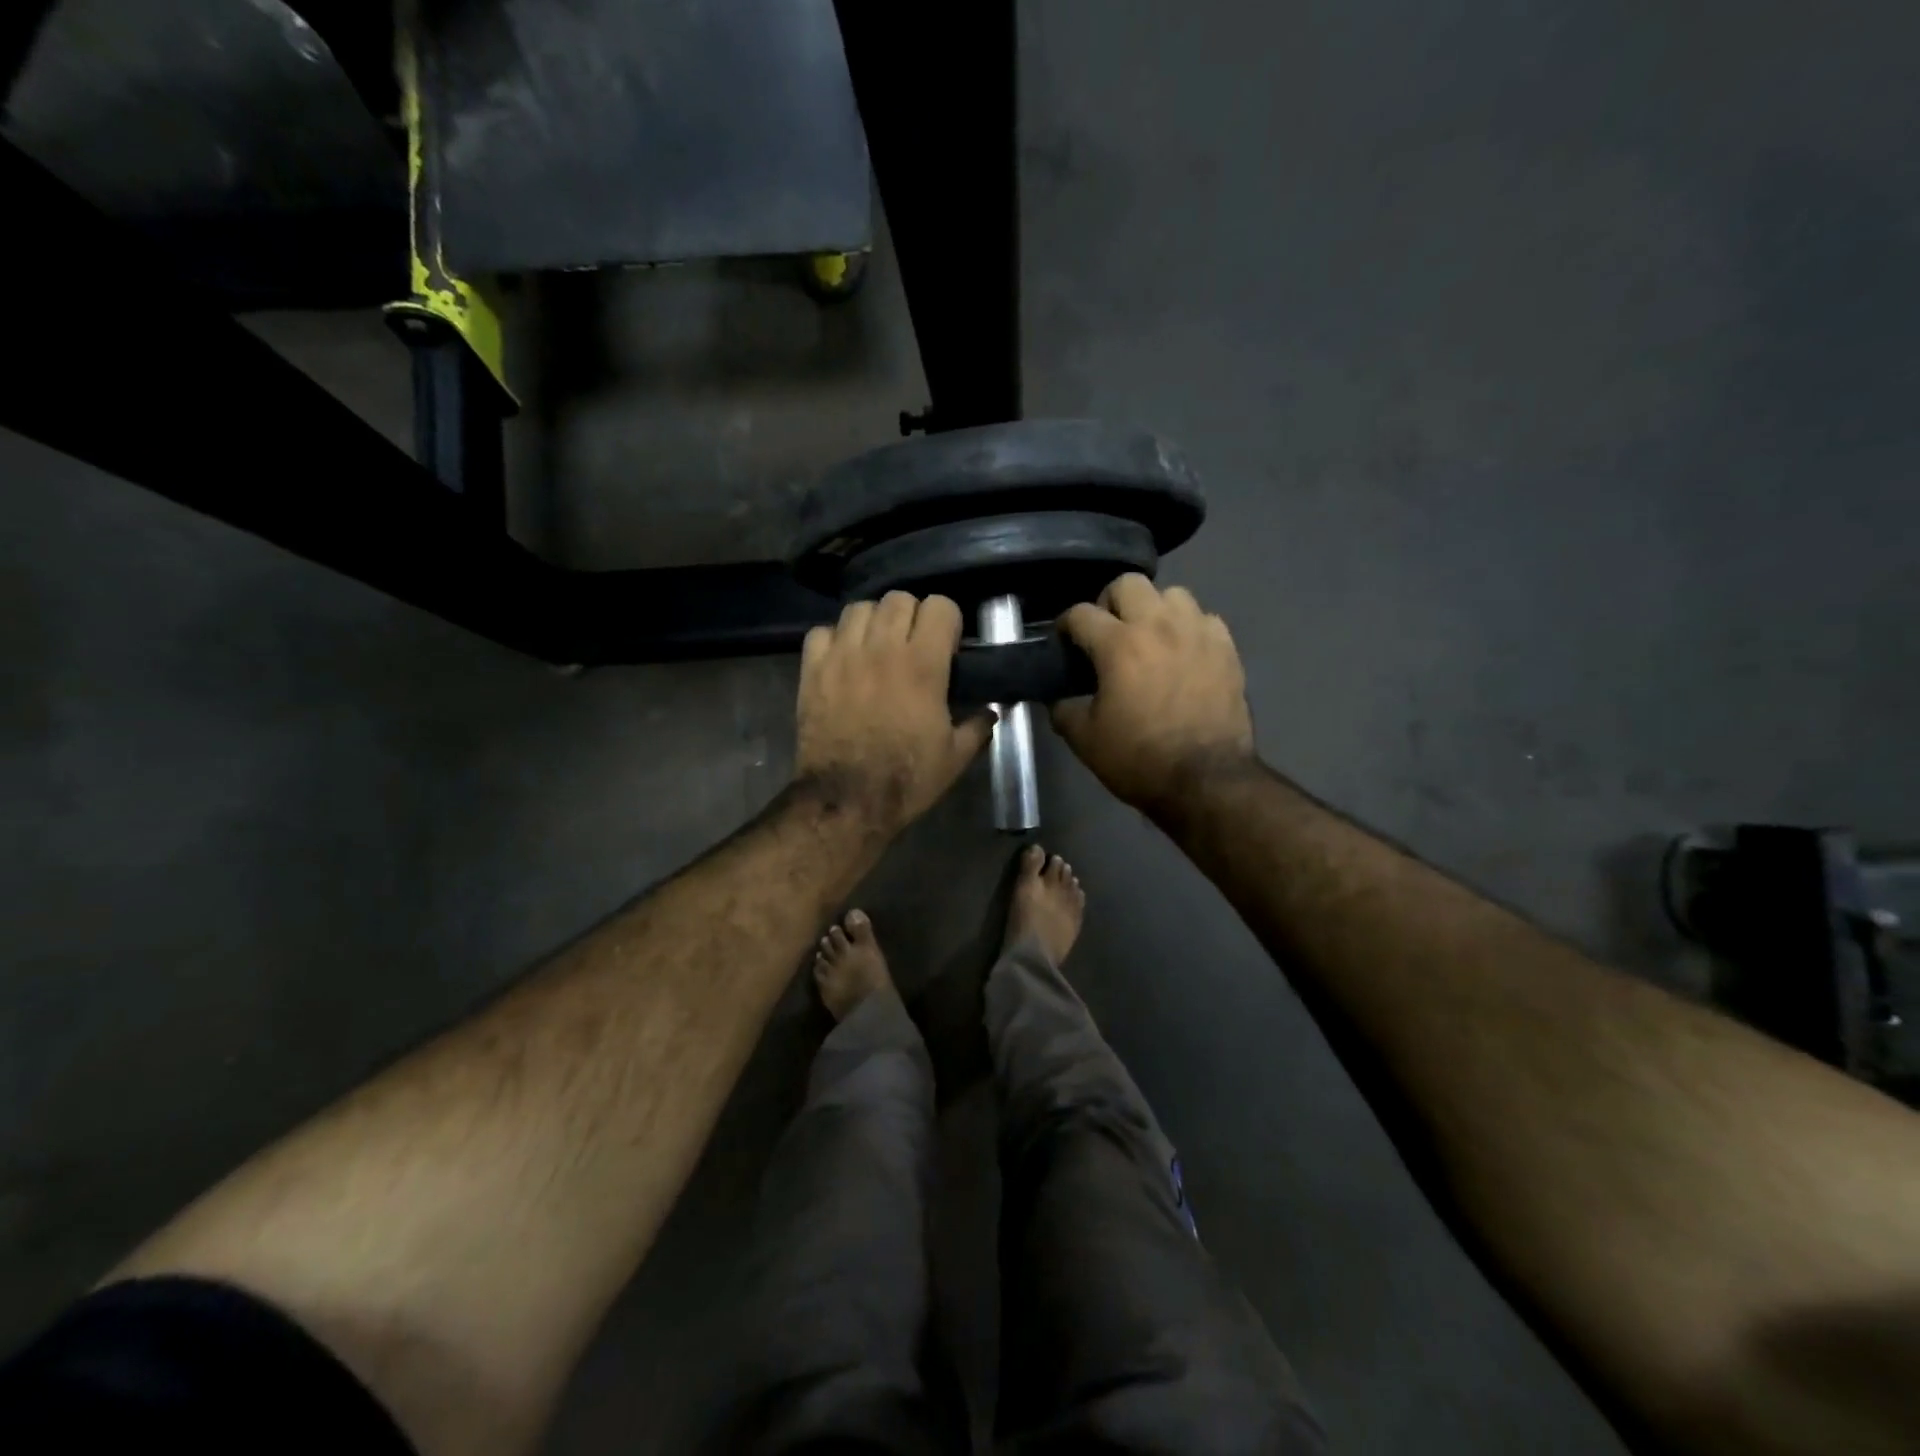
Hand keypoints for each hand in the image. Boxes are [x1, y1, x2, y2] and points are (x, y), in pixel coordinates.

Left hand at [795, 593, 993, 833]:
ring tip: (877, 646)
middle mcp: (882, 648)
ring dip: (873, 621)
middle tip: (913, 644)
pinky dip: (834, 639)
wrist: (847, 799)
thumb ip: (978, 727)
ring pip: (859, 607)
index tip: (947, 646)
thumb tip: (992, 712)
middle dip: (912, 616)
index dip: (948, 622)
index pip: (940, 606)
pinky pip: (821, 631)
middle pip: (899, 598)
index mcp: (922, 664)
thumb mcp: (955, 757)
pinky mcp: (812, 670)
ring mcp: (842, 656)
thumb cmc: (907, 778)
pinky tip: (843, 659)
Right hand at [1052, 575, 1255, 810]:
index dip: (1065, 625)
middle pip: (1128, 583)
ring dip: (1153, 609)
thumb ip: (1063, 711)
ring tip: (1149, 636)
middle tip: (1106, 632)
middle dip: (1109, 602)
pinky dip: (1189, 628)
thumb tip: (1057, 699)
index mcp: (1118, 644)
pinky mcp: (1226, 648)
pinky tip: (1183, 651)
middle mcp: (1158, 625)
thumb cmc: (1139, 759)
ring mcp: (1197, 632)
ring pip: (1172, 593)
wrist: (1206, 780)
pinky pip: (1205, 618)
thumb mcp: (1085, 740)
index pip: (1081, 613)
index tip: (1064, 641)